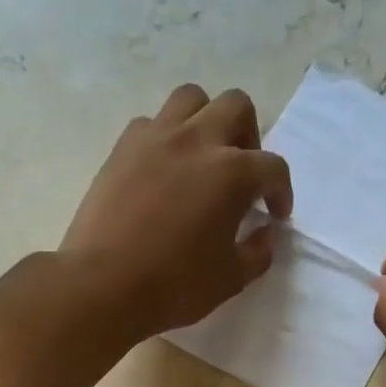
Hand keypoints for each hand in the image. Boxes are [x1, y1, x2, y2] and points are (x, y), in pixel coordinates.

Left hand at [59, 84, 293, 337]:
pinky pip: (151, 124)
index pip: (273, 167)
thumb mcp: (230, 280)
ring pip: (191, 99)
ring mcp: (155, 138)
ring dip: (206, 121)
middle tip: (243, 174)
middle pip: (236, 107)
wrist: (103, 285)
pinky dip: (166, 138)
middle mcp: (197, 141)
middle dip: (249, 137)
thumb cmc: (174, 286)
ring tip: (203, 158)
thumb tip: (264, 234)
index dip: (281, 191)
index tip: (276, 215)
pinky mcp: (122, 148)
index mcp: (232, 173)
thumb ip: (257, 253)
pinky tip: (163, 171)